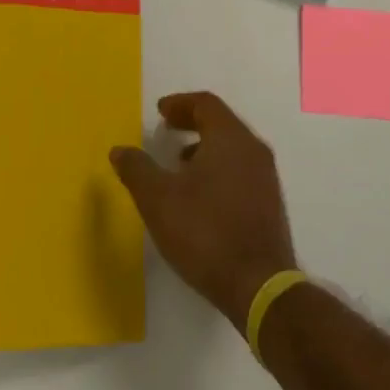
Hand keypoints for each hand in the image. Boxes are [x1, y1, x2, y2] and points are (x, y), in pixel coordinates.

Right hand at [109, 91, 297, 330]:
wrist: (259, 286)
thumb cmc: (205, 232)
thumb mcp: (158, 200)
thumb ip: (137, 169)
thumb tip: (120, 150)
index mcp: (230, 138)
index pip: (206, 104)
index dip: (180, 103)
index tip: (160, 112)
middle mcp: (253, 149)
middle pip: (221, 122)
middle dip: (192, 123)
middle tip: (167, 131)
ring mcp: (266, 177)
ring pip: (233, 147)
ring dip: (205, 147)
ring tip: (179, 165)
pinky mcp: (270, 203)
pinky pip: (241, 169)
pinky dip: (219, 168)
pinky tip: (201, 196)